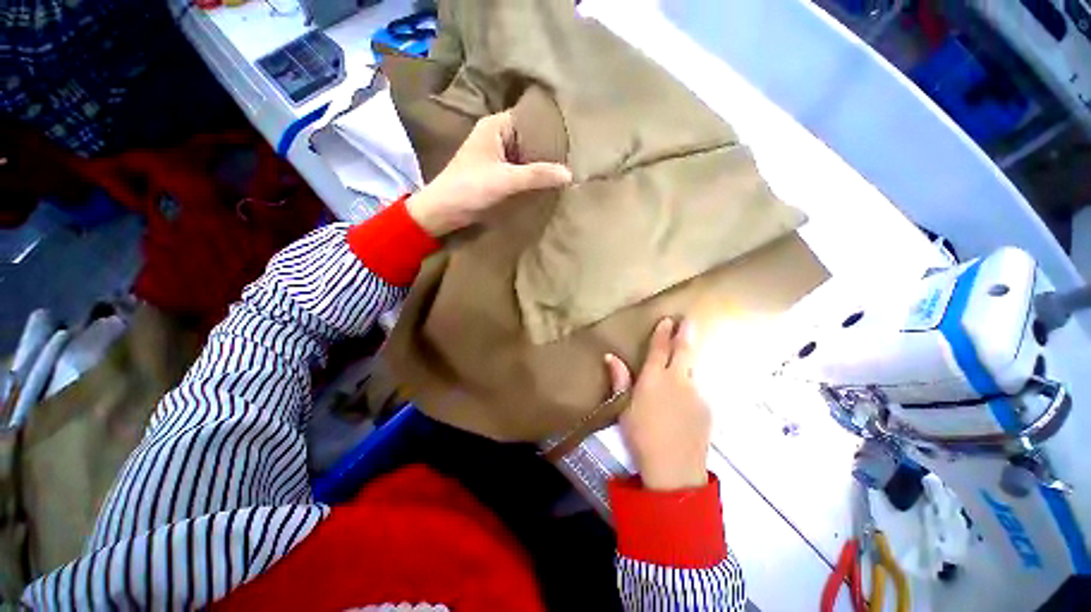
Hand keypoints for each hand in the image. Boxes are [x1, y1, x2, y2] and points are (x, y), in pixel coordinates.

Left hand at [406, 111, 572, 236]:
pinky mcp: (496, 172)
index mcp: (495, 126)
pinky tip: (547, 181)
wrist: (444, 210)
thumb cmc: (470, 188)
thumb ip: (537, 175)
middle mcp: (496, 136)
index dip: (550, 130)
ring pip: (525, 155)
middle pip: (529, 138)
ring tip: (565, 169)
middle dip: (547, 149)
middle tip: (573, 158)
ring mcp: (496, 155)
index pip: (529, 120)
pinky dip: (531, 174)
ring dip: (540, 164)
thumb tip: (570, 174)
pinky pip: (519, 169)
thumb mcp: (506, 180)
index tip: (572, 141)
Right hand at [605, 318, 711, 490]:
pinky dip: (690, 385)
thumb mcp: (624, 408)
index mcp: (654, 379)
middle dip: (685, 333)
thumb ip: (620, 379)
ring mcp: (696, 393)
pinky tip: (685, 398)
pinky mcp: (707, 408)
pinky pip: (697, 389)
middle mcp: (678, 380)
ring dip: (689, 359)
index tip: (667, 320)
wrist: (674, 469)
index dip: (662, 333)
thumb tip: (610, 356)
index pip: (659, 349)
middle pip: (684, 351)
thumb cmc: (641, 436)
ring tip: (687, 353)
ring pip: (692, 369)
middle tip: (689, 320)